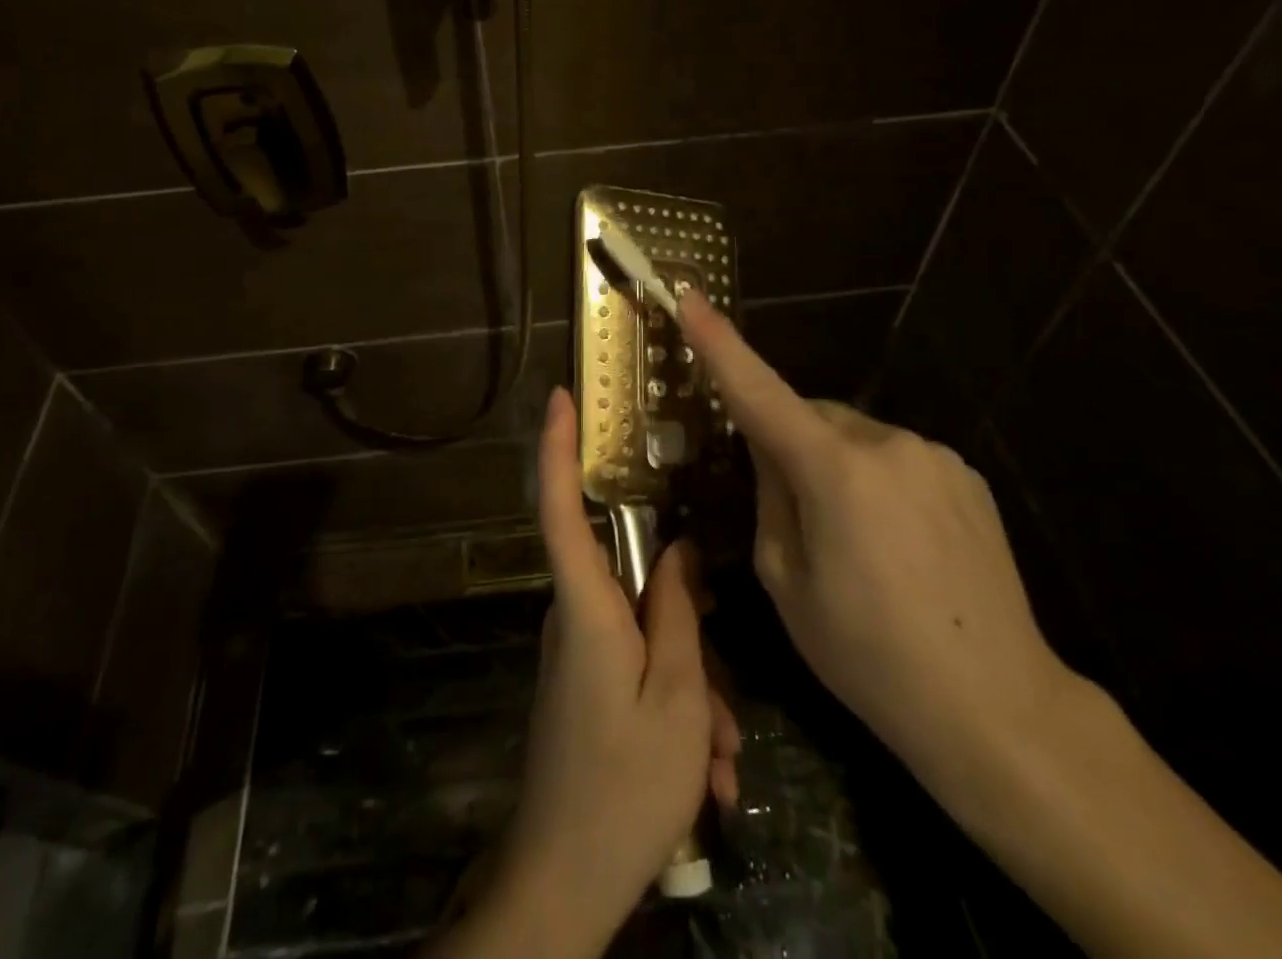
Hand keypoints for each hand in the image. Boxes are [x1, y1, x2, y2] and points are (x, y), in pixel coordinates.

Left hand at [476, 388, 738, 958]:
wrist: (566, 884)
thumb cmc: (624, 786)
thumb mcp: (677, 697)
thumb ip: (680, 613)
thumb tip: (683, 550)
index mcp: (586, 607)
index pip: (561, 507)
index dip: (557, 448)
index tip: (560, 396)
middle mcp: (575, 618)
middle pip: (635, 586)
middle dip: (689, 632)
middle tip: (724, 709)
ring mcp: (579, 653)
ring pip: (649, 638)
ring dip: (693, 690)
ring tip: (719, 760)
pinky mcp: (587, 685)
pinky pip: (640, 671)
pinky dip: (678, 711)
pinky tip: (706, 774)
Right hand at [675, 290, 1080, 791]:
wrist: (997, 707)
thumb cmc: (869, 654)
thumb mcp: (786, 580)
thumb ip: (769, 496)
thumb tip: (769, 450)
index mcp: (835, 472)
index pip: (760, 392)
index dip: (720, 344)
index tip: (691, 297)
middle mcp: (887, 444)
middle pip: (811, 417)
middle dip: (789, 444)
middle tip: (792, 513)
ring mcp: (935, 455)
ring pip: (855, 438)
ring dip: (836, 465)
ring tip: (856, 543)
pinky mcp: (967, 475)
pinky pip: (897, 458)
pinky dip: (878, 481)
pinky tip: (899, 545)